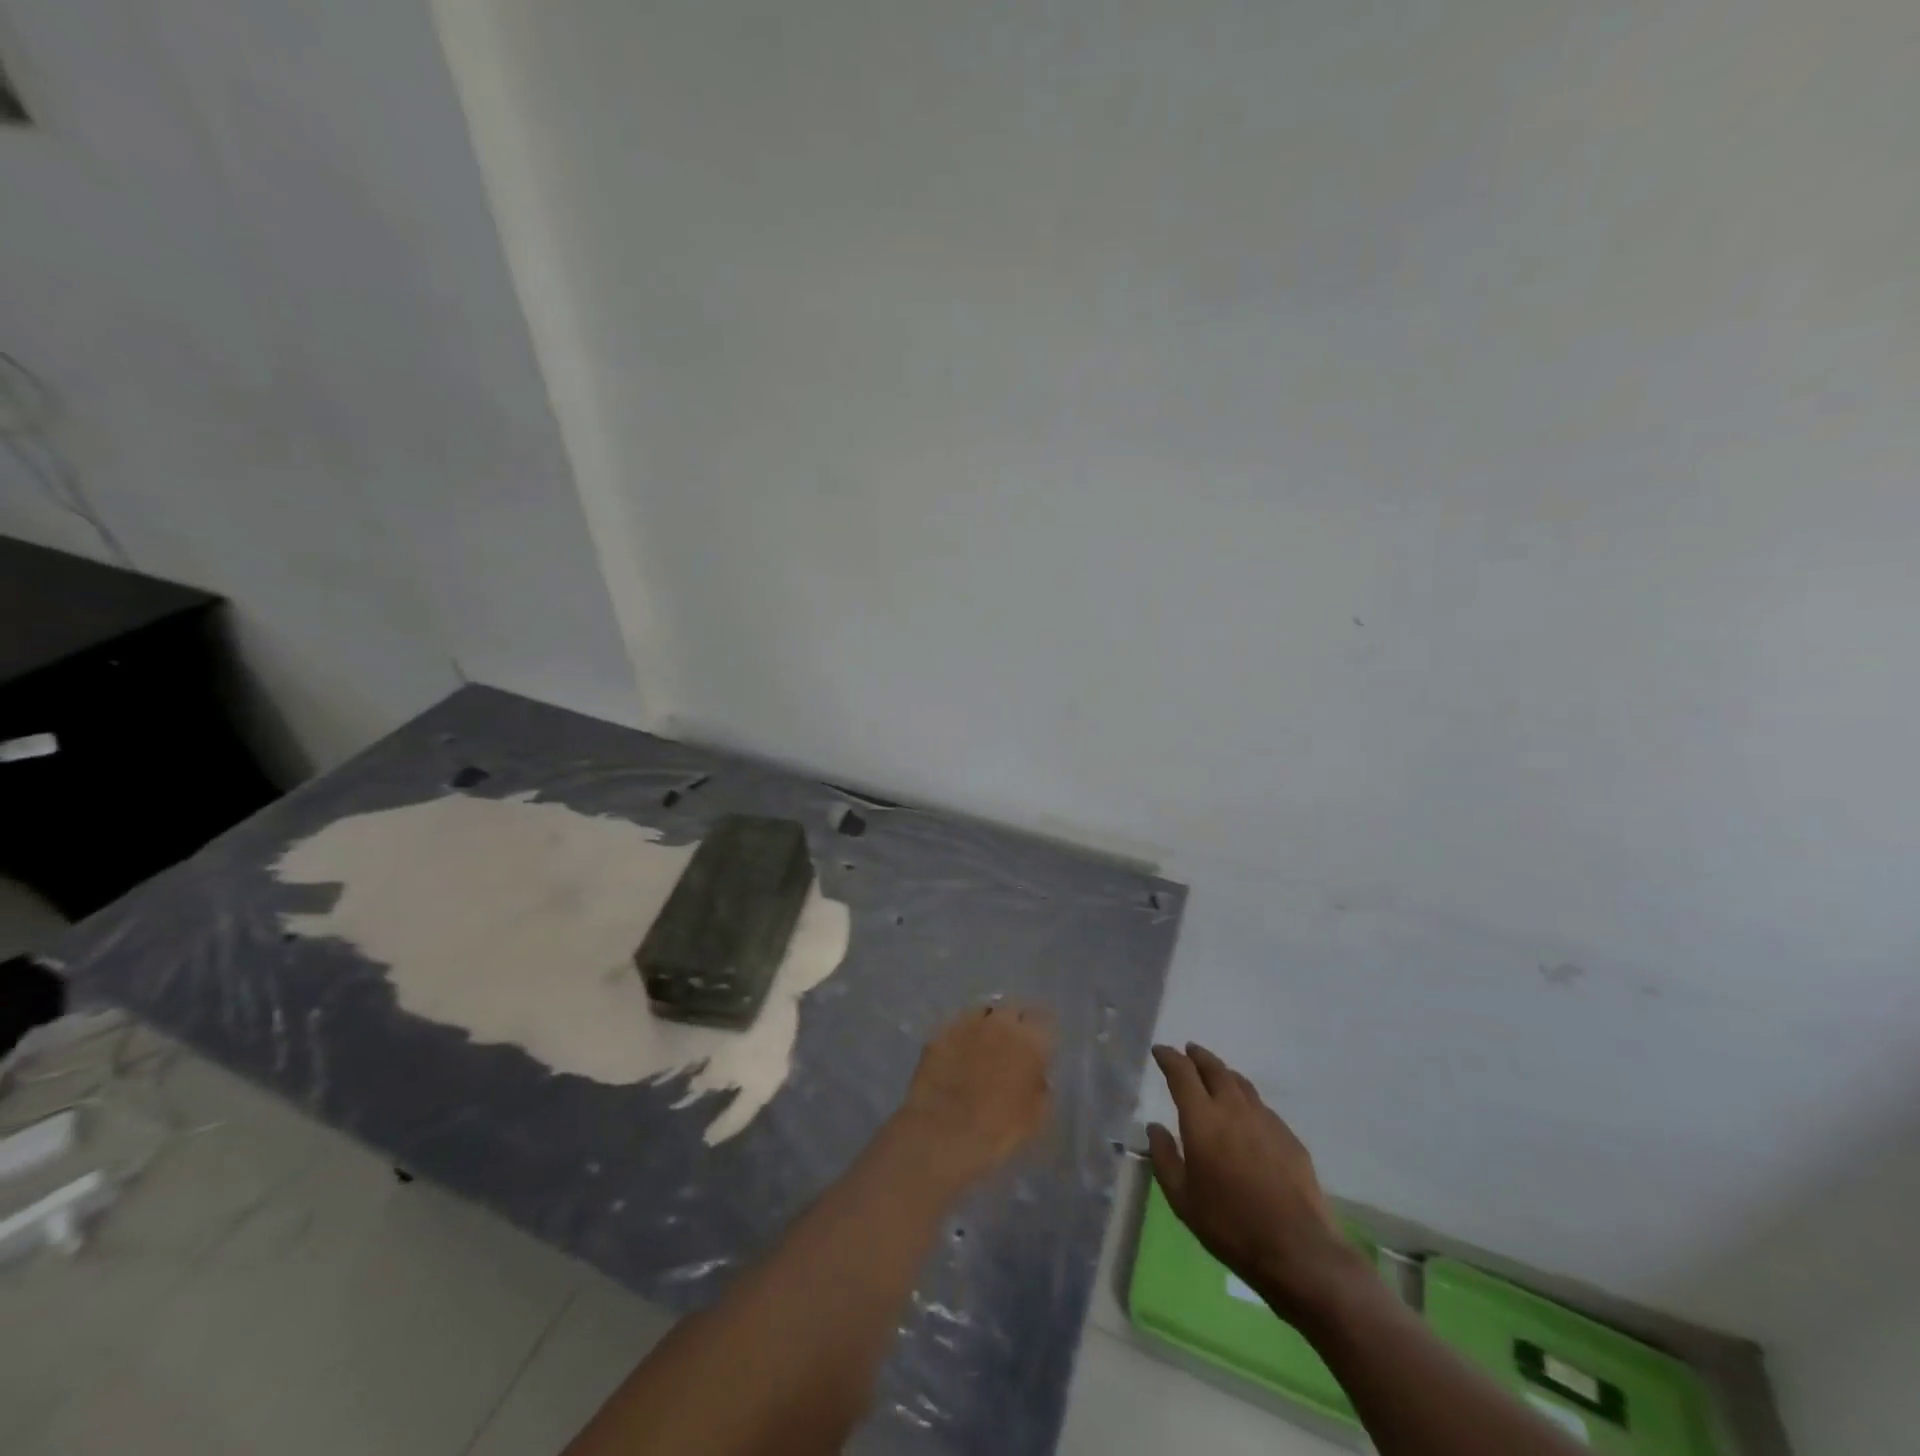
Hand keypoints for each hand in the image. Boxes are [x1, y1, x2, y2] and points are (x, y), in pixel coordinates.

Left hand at [900, 1004, 1052, 1186]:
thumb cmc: (1000, 1130)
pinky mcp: (940, 1032)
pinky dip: (961, 1036)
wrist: (945, 1133)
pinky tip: (957, 1053)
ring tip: (983, 1043)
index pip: (1045, 1019)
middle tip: (1012, 1042)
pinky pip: (956, 1027)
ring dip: (987, 1024)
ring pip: (982, 1011)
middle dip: (1015, 1021)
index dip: (1042, 1032)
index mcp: (1030, 1039)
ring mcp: (967, 1023)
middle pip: (1013, 1008)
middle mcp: (1000, 1021)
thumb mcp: (1037, 1116)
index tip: (1040, 1045)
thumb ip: (1041, 1087)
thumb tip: (1036, 1075)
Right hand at [1148, 1043, 1366, 1320]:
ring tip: (1216, 1076)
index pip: (1182, 1073)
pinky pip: (1261, 1107)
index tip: (1160, 1051)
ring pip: (1241, 1083)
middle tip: (1189, 1051)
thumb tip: (1155, 1127)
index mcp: (1202, 1118)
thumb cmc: (1229, 1225)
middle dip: (1199, 1057)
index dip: (1169, 1057)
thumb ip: (1164, 1157)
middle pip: (1215, 1068)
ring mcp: (1266, 1120)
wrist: (1297, 1251)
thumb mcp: (1182, 1199)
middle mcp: (1233, 1108)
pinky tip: (1246, 1116)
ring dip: (1224, 1074)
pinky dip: (1246, 1101)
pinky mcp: (1289, 1137)